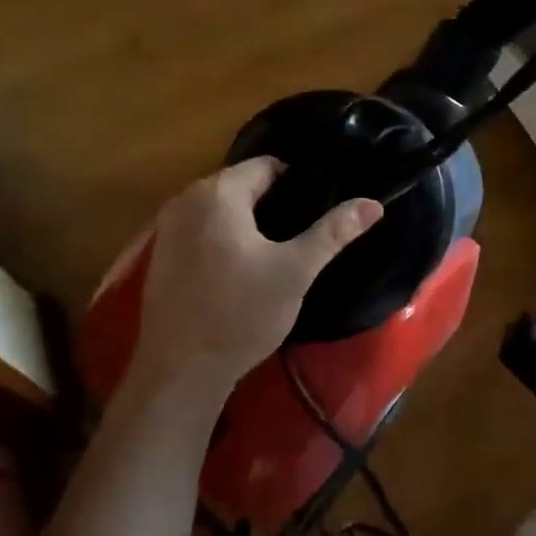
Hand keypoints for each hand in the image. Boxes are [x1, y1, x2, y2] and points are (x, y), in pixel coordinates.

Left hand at [127, 158, 382, 417]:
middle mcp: (186, 198)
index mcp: (217, 192)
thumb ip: (333, 232)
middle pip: (242, 185)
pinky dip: (225, 238)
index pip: (267, 166)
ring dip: (250, 222)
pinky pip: (203, 229)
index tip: (321, 208)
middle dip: (275, 203)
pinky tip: (244, 268)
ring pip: (222, 209)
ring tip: (281, 250)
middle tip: (305, 233)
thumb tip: (373, 204)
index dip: (299, 183)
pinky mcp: (161, 253)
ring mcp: (167, 226)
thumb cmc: (241, 313)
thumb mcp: (295, 271)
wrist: (181, 369)